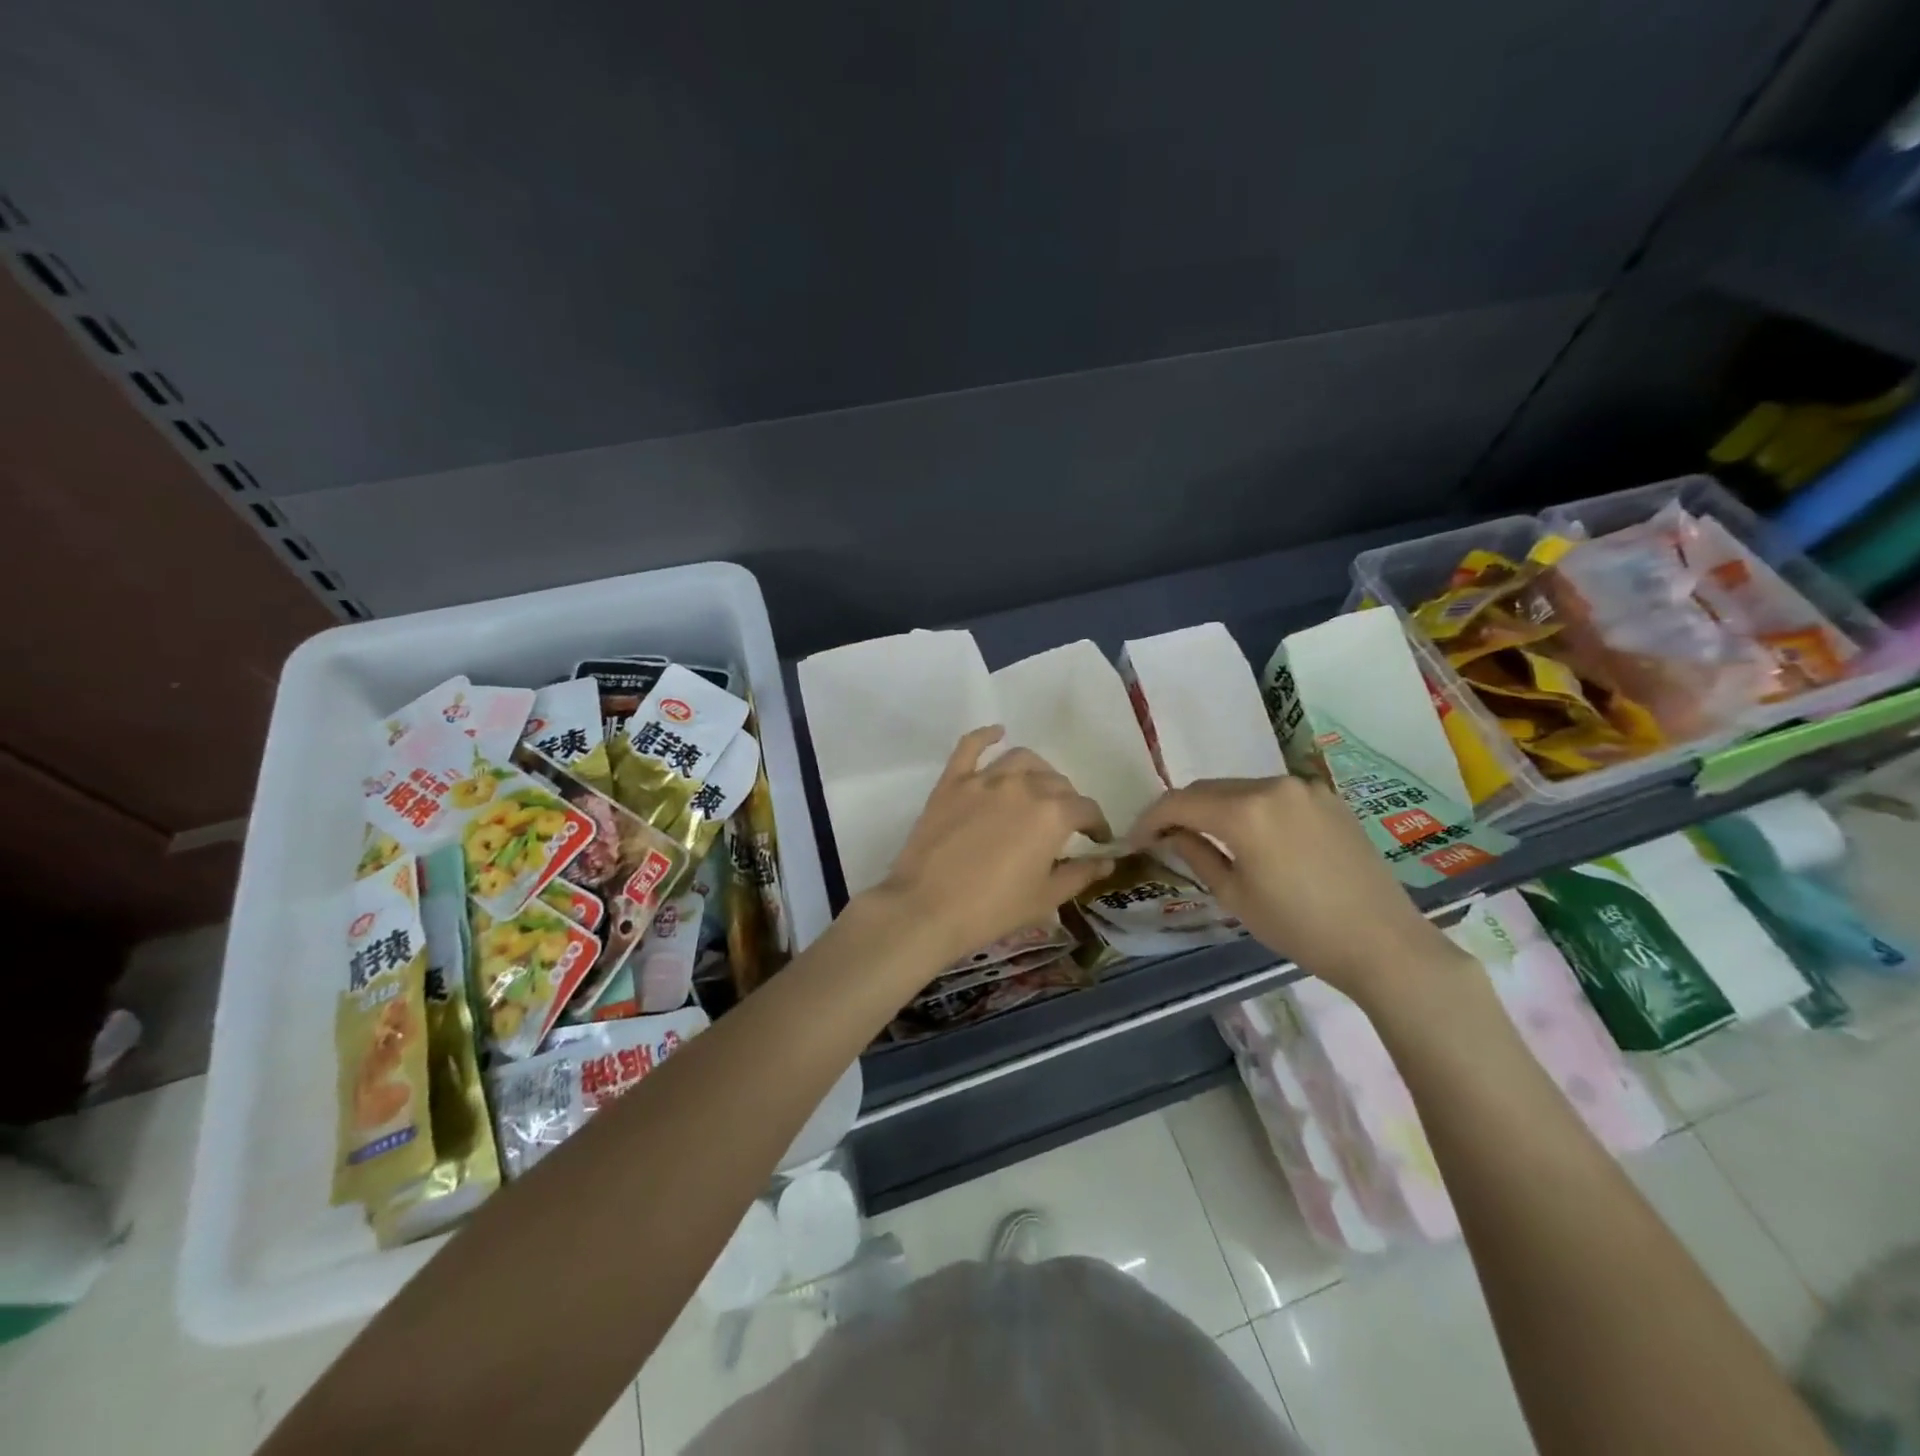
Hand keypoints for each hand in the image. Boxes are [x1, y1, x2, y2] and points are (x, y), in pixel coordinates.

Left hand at [871, 726, 1114, 969]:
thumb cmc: (992, 909)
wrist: (927, 908)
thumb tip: (1107, 860)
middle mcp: (1023, 786)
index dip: (1097, 825)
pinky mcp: (952, 782)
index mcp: (1052, 814)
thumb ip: (1081, 874)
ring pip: (1021, 760)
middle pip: (1056, 782)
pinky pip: (970, 747)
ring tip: (1038, 787)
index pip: (1086, 809)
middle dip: (1068, 802)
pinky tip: (997, 733)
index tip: (1097, 840)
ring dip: (1037, 771)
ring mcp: (984, 780)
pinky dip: (986, 736)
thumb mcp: (1045, 898)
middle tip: (1064, 823)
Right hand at [1129, 776, 1468, 1005]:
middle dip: (1181, 810)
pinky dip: (1250, 809)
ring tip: (1204, 837)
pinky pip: (1273, 795)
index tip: (1135, 840)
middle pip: (1209, 789)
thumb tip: (1171, 835)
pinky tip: (1250, 836)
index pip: (1180, 802)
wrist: (1384, 942)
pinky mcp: (1328, 798)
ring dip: (1216, 808)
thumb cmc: (1300, 928)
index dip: (1150, 819)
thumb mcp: (1235, 896)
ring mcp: (1304, 788)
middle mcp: (1273, 786)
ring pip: (1241, 789)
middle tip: (1163, 838)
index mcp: (1246, 811)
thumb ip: (1196, 855)